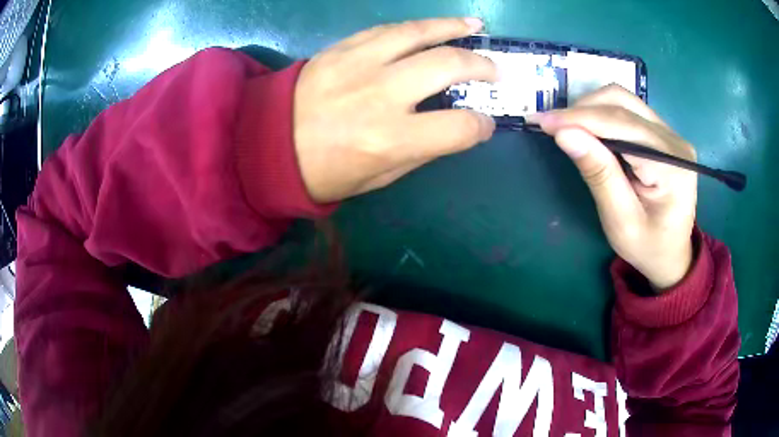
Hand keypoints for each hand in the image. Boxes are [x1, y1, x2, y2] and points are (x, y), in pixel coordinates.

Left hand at [294, 18, 496, 202]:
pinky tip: (433, 27)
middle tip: (494, 71)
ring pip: (419, 33)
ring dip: (453, 28)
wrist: (267, 144)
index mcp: (390, 139)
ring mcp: (358, 64)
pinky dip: (417, 27)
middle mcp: (380, 94)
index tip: (484, 123)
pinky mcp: (341, 48)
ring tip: (475, 28)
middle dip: (481, 66)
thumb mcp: (379, 176)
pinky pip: (387, 29)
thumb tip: (454, 126)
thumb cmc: (324, 171)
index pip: (459, 127)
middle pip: (448, 65)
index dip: (481, 126)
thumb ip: (422, 149)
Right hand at [528, 85, 696, 289]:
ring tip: (567, 127)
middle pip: (623, 103)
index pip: (621, 125)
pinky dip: (602, 115)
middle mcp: (674, 141)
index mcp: (671, 166)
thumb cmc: (647, 246)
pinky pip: (629, 111)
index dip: (580, 118)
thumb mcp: (621, 221)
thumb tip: (564, 134)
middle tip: (551, 125)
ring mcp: (670, 134)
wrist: (672, 255)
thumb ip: (599, 175)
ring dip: (591, 108)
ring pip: (624, 101)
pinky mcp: (663, 134)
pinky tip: (588, 130)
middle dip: (583, 109)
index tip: (542, 121)